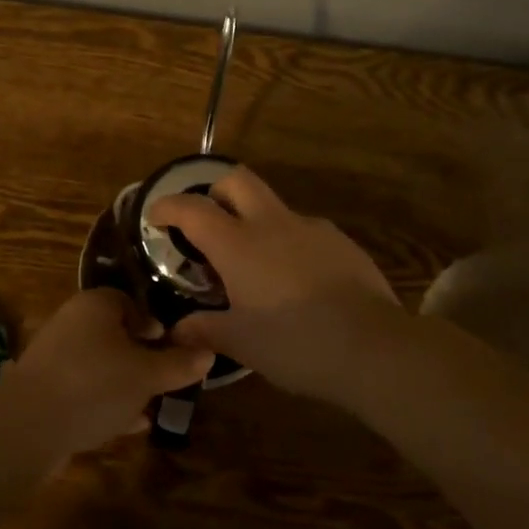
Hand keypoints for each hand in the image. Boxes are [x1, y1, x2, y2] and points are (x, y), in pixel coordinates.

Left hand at [0, 288, 214, 457]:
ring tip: (149, 406)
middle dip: (140, 357)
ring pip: (99, 364)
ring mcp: (54, 356)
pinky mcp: (44, 388)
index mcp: (95, 305)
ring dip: (123, 382)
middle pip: (113, 334)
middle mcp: (71, 322)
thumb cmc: (95, 385)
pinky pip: (83, 389)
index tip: (171, 347)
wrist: (28, 426)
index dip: (152, 324)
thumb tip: (208, 352)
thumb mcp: (147, 375)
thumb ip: (179, 364)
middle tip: (163, 379)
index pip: (128, 302)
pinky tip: (125, 425)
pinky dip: (104, 402)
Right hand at [148, 166, 400, 403]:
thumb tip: (177, 330)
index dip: (168, 206)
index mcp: (238, 245)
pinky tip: (297, 282)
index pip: (192, 209)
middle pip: (237, 180)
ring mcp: (312, 229)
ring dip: (256, 222)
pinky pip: (305, 232)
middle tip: (208, 224)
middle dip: (215, 191)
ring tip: (257, 266)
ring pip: (274, 207)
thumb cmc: (294, 344)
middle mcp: (272, 224)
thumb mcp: (241, 343)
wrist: (373, 348)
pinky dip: (289, 245)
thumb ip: (204, 329)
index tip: (155, 216)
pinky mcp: (342, 243)